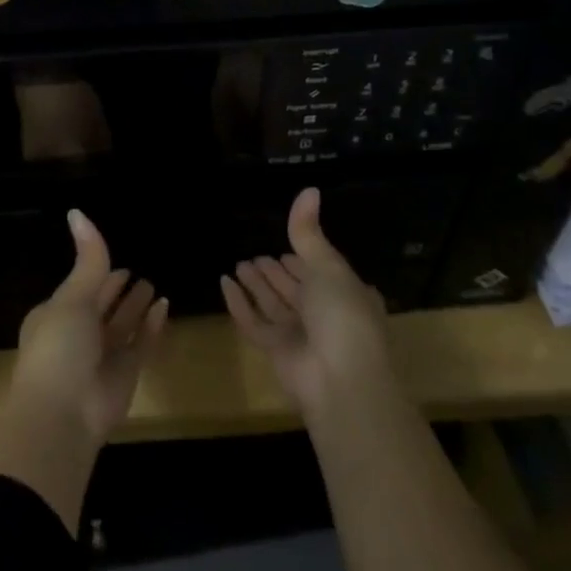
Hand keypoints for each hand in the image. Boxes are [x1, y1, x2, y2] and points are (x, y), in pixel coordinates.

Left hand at [7, 209, 169, 442]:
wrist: (62, 416)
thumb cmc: (58, 348)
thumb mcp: (72, 298)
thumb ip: (88, 260)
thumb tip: (77, 211)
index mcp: (55, 316)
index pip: (80, 288)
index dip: (96, 274)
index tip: (115, 260)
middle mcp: (78, 335)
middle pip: (103, 307)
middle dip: (117, 290)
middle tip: (139, 270)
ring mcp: (101, 357)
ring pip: (122, 325)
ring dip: (136, 307)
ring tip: (154, 284)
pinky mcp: (125, 375)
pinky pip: (141, 344)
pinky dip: (151, 327)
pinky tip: (165, 306)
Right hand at [222, 187, 393, 416]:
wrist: (342, 381)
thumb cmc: (343, 315)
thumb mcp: (328, 266)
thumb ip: (309, 232)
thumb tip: (309, 189)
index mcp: (345, 295)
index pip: (321, 272)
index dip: (304, 260)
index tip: (285, 247)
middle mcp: (323, 315)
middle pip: (294, 289)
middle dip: (276, 273)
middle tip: (255, 256)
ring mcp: (300, 336)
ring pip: (273, 304)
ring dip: (256, 285)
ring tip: (238, 263)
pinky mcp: (276, 352)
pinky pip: (253, 322)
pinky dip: (239, 303)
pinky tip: (225, 282)